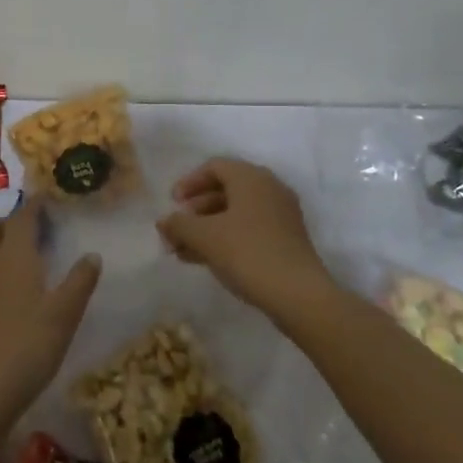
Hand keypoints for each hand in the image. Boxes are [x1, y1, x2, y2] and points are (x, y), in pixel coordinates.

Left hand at [0, 197, 101, 420]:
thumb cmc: (27, 345)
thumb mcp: (64, 314)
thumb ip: (80, 281)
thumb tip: (92, 255)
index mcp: (14, 256)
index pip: (23, 217)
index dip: (36, 204)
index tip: (51, 196)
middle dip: (9, 219)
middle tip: (37, 227)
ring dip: (2, 241)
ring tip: (32, 254)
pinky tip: (21, 285)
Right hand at [156, 158, 332, 314]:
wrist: (299, 295)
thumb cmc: (248, 253)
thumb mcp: (205, 237)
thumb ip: (179, 225)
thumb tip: (163, 221)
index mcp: (251, 178)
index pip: (214, 167)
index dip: (189, 183)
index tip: (172, 203)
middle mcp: (269, 189)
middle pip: (224, 190)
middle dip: (195, 211)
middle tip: (176, 231)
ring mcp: (281, 215)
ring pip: (235, 213)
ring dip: (207, 228)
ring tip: (183, 251)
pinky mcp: (286, 240)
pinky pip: (249, 229)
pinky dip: (226, 238)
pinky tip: (206, 260)